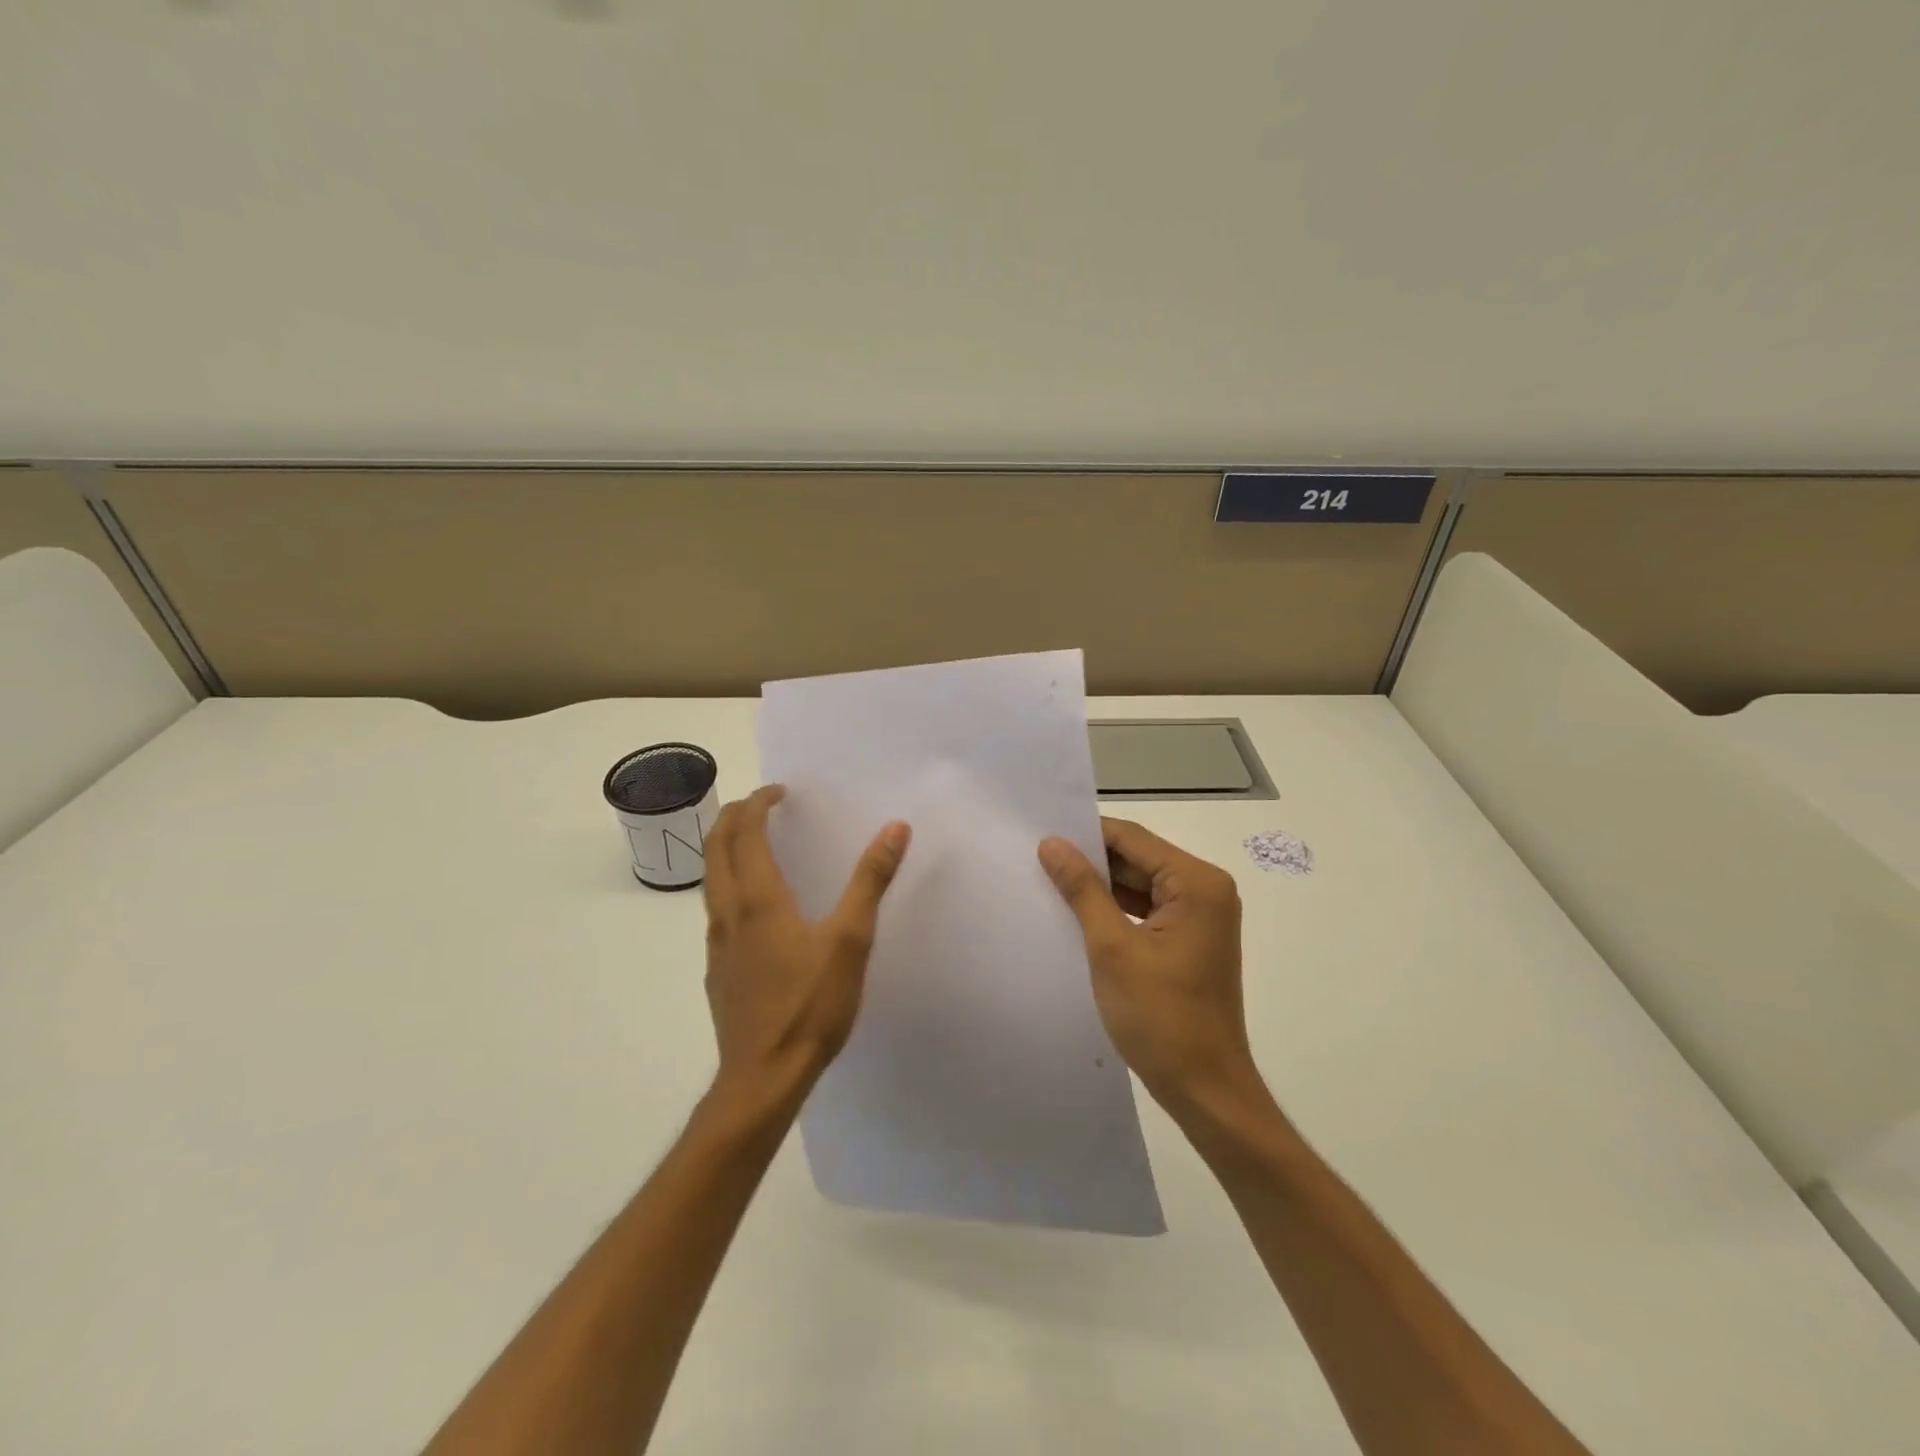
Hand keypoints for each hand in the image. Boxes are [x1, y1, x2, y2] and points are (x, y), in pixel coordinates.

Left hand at [701, 785, 911, 1109]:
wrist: (762, 1077)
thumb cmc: (810, 1005)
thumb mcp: (850, 940)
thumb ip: (870, 881)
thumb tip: (895, 829)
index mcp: (758, 898)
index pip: (746, 832)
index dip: (759, 804)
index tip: (779, 791)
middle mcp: (728, 913)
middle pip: (715, 848)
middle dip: (734, 817)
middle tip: (761, 805)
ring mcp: (717, 944)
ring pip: (710, 879)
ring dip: (726, 849)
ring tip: (755, 844)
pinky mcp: (717, 970)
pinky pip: (716, 910)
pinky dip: (729, 884)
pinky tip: (754, 908)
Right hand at [1039, 818, 1262, 1117]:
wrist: (1205, 1090)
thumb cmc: (1161, 1017)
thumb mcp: (1112, 948)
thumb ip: (1082, 889)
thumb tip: (1051, 844)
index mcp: (1197, 883)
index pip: (1133, 839)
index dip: (1086, 835)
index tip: (1040, 837)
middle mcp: (1205, 890)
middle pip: (1138, 859)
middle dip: (1091, 862)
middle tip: (1037, 860)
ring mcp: (1200, 917)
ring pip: (1140, 885)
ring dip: (1100, 887)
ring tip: (1048, 883)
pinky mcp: (1189, 940)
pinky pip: (1146, 910)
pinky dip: (1115, 911)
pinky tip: (1077, 914)